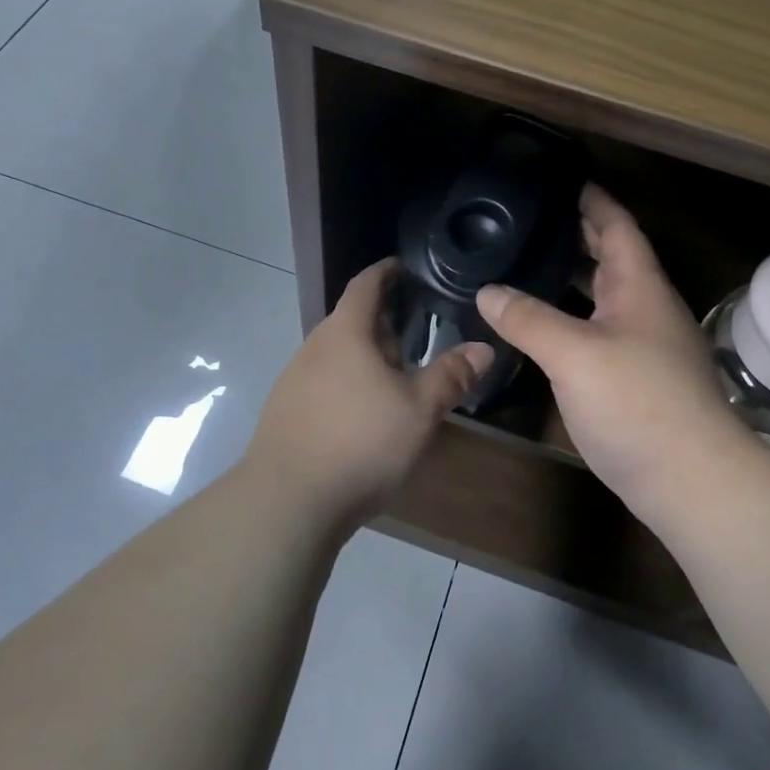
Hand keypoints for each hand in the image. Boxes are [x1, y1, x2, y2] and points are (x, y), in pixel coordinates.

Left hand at [247, 259, 493, 519]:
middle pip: (351, 321)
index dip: (386, 272)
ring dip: (365, 358)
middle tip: (417, 337)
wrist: (287, 502)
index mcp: (345, 333)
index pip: (365, 285)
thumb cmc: (360, 443)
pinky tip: (363, 415)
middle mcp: (313, 347)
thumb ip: (452, 376)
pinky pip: (323, 382)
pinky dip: (347, 384)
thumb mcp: (419, 410)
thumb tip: (484, 348)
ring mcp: (293, 380)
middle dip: (384, 325)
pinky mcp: (285, 412)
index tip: (405, 267)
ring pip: (337, 355)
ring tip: (395, 378)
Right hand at [477, 186, 751, 526]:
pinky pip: (598, 333)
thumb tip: (487, 291)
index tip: (561, 181)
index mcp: (639, 287)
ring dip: (571, 280)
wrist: (691, 480)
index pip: (616, 226)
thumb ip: (528, 319)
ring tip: (526, 267)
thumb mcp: (574, 354)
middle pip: (611, 258)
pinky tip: (541, 329)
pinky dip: (570, 319)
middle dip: (577, 236)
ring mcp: (644, 346)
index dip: (592, 200)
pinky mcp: (636, 380)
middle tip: (530, 222)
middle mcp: (645, 309)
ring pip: (603, 298)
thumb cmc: (637, 402)